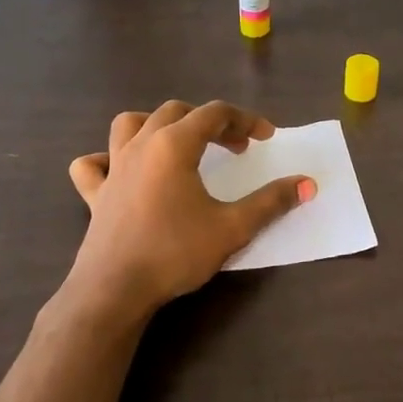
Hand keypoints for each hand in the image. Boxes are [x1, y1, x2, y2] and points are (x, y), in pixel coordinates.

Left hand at [66, 101, 314, 317]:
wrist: (115, 290)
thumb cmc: (175, 253)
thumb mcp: (233, 227)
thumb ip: (271, 202)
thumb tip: (308, 184)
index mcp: (174, 145)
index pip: (214, 113)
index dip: (245, 119)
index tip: (267, 137)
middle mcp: (141, 145)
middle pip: (176, 112)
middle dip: (210, 122)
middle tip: (235, 146)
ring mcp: (113, 167)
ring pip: (130, 124)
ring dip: (158, 124)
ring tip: (179, 143)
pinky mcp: (95, 193)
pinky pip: (94, 163)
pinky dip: (107, 159)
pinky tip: (120, 171)